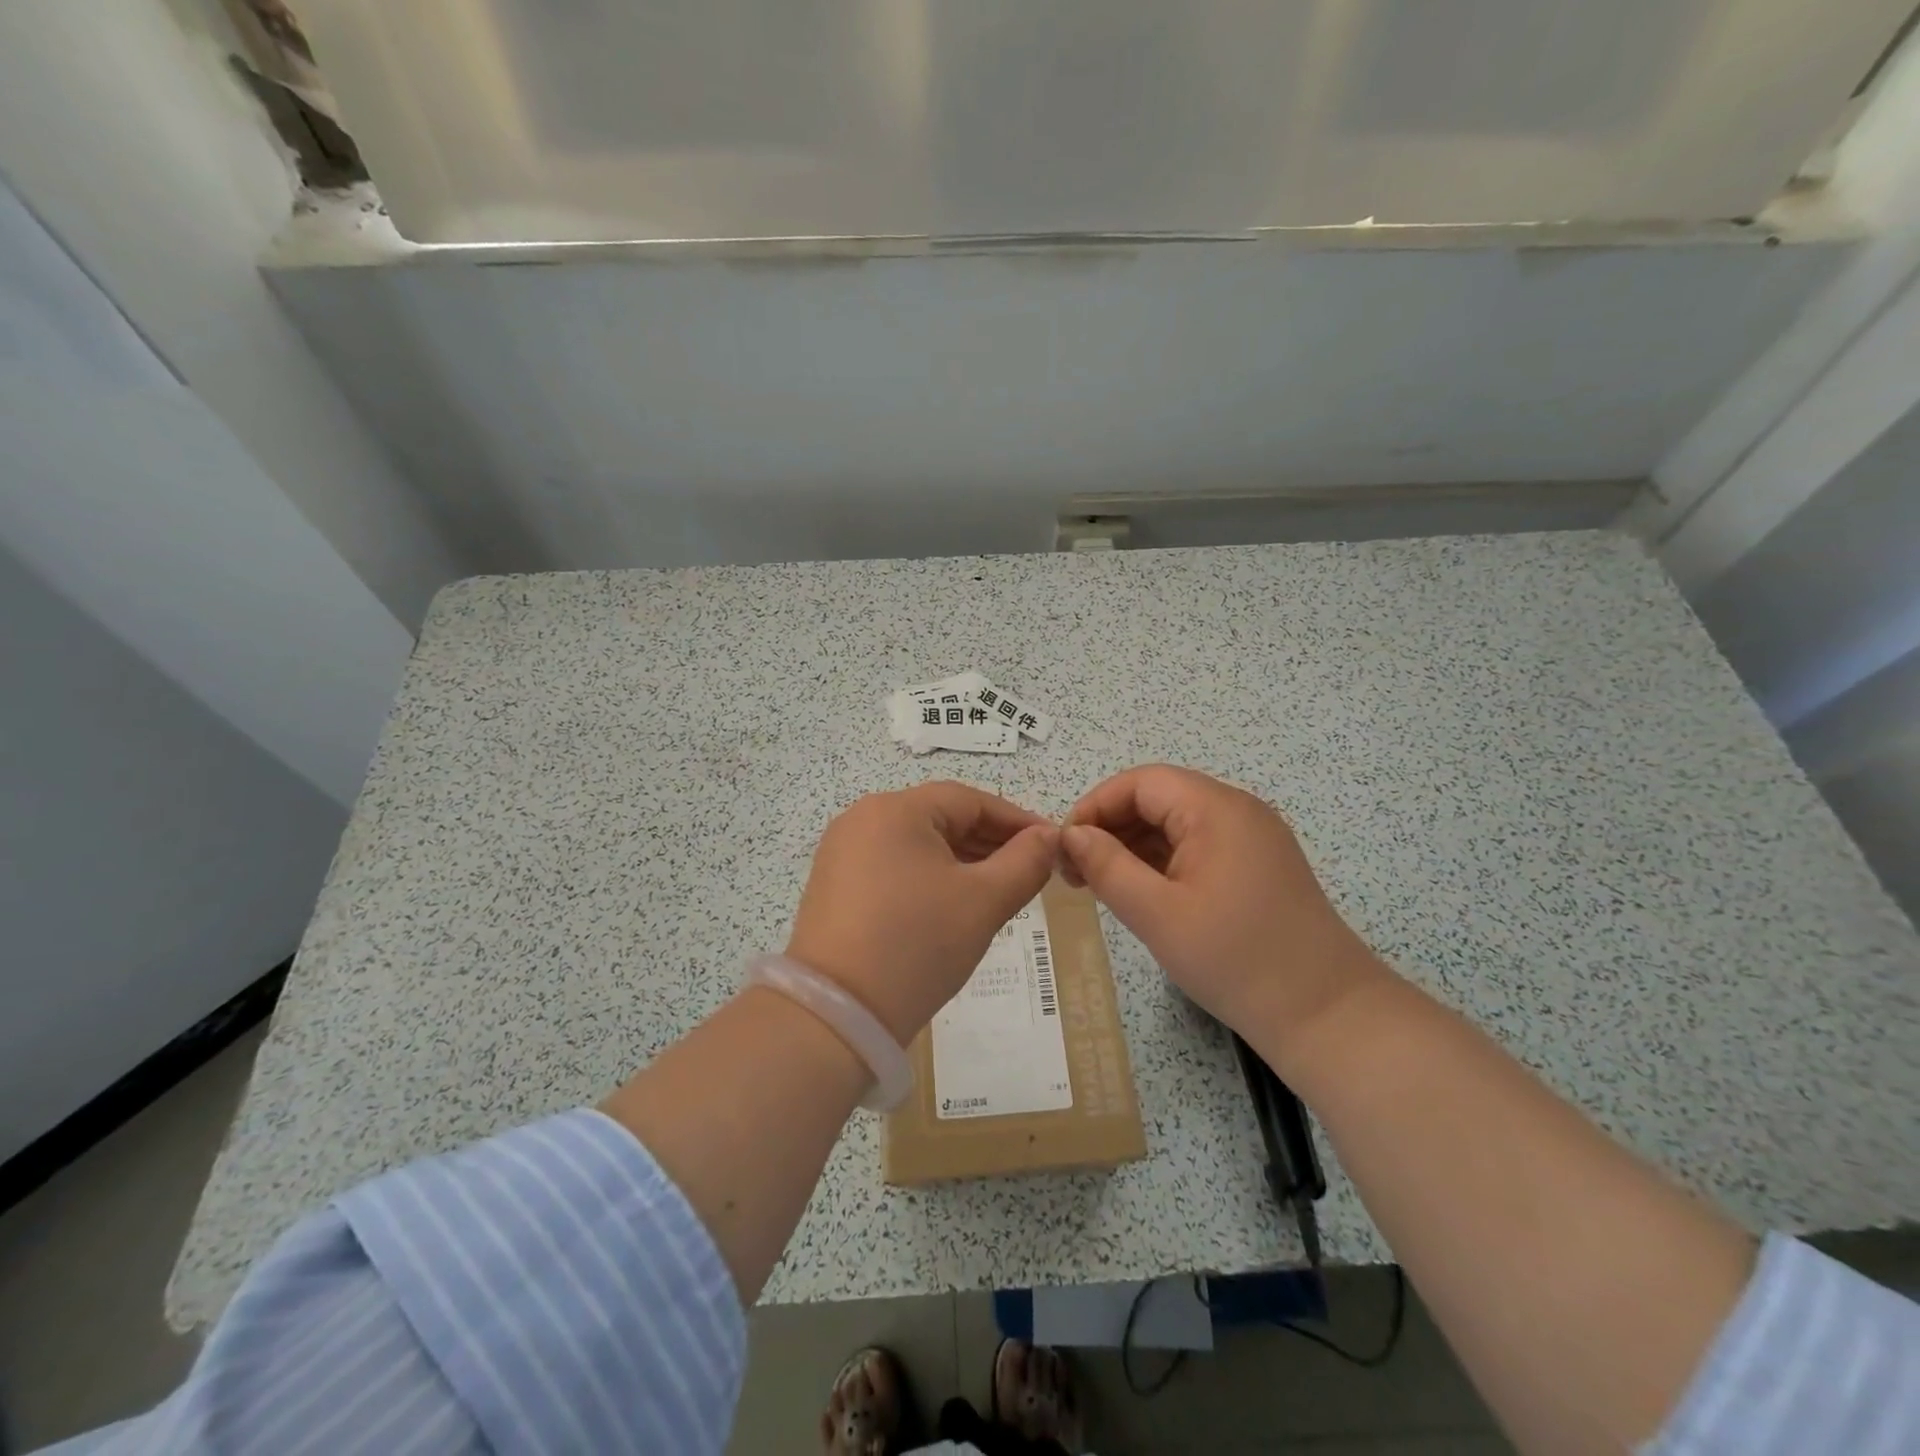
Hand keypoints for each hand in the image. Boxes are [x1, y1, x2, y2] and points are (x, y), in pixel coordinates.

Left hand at [786, 783, 1059, 1041]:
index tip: (1051, 844)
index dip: (1016, 820)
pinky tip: (952, 906)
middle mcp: (862, 819)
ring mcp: (842, 853)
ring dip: (961, 862)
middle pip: (940, 818)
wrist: (838, 1015)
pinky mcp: (834, 886)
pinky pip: (893, 867)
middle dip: (990, 842)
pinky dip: (929, 878)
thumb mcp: (984, 901)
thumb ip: (1025, 862)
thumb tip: (1049, 836)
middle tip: (1030, 871)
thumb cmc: (918, 943)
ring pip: (918, 845)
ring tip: (999, 890)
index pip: (969, 800)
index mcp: (895, 809)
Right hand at [1061, 765, 1387, 1056]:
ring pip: (1176, 822)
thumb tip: (1072, 835)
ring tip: (1099, 885)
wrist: (1326, 1015)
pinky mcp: (1257, 865)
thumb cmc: (1236, 960)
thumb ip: (1107, 867)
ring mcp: (1252, 837)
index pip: (1141, 782)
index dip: (1096, 806)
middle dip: (1111, 826)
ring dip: (1133, 845)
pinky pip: (1197, 845)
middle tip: (1076, 872)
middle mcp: (1237, 810)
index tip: (1066, 848)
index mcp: (1216, 809)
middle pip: (1158, 798)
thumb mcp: (1157, 914)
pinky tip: (1139, 891)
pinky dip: (1162, 861)